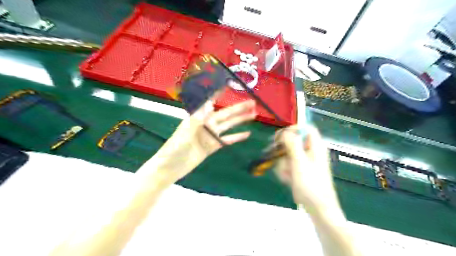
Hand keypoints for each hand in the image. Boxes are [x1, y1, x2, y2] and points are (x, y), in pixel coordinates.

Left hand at [146, 99, 257, 183]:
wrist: (171, 168)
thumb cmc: (174, 150)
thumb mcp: (184, 134)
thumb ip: (196, 120)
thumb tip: (208, 105)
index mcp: (197, 118)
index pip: (210, 102)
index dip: (219, 93)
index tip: (229, 85)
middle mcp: (206, 124)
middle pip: (225, 114)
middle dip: (238, 108)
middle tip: (252, 102)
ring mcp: (210, 135)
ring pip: (229, 125)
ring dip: (240, 120)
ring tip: (253, 115)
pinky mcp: (213, 146)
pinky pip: (227, 140)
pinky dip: (237, 137)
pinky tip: (247, 134)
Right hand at [274, 125, 337, 212]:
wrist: (318, 207)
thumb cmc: (311, 184)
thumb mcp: (300, 162)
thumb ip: (292, 144)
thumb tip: (285, 132)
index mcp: (315, 146)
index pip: (305, 128)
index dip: (293, 129)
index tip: (280, 137)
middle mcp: (310, 151)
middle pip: (293, 141)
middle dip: (283, 151)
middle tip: (276, 157)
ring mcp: (305, 161)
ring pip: (287, 154)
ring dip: (283, 164)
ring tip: (286, 175)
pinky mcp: (300, 169)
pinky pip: (288, 164)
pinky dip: (285, 170)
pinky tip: (287, 179)